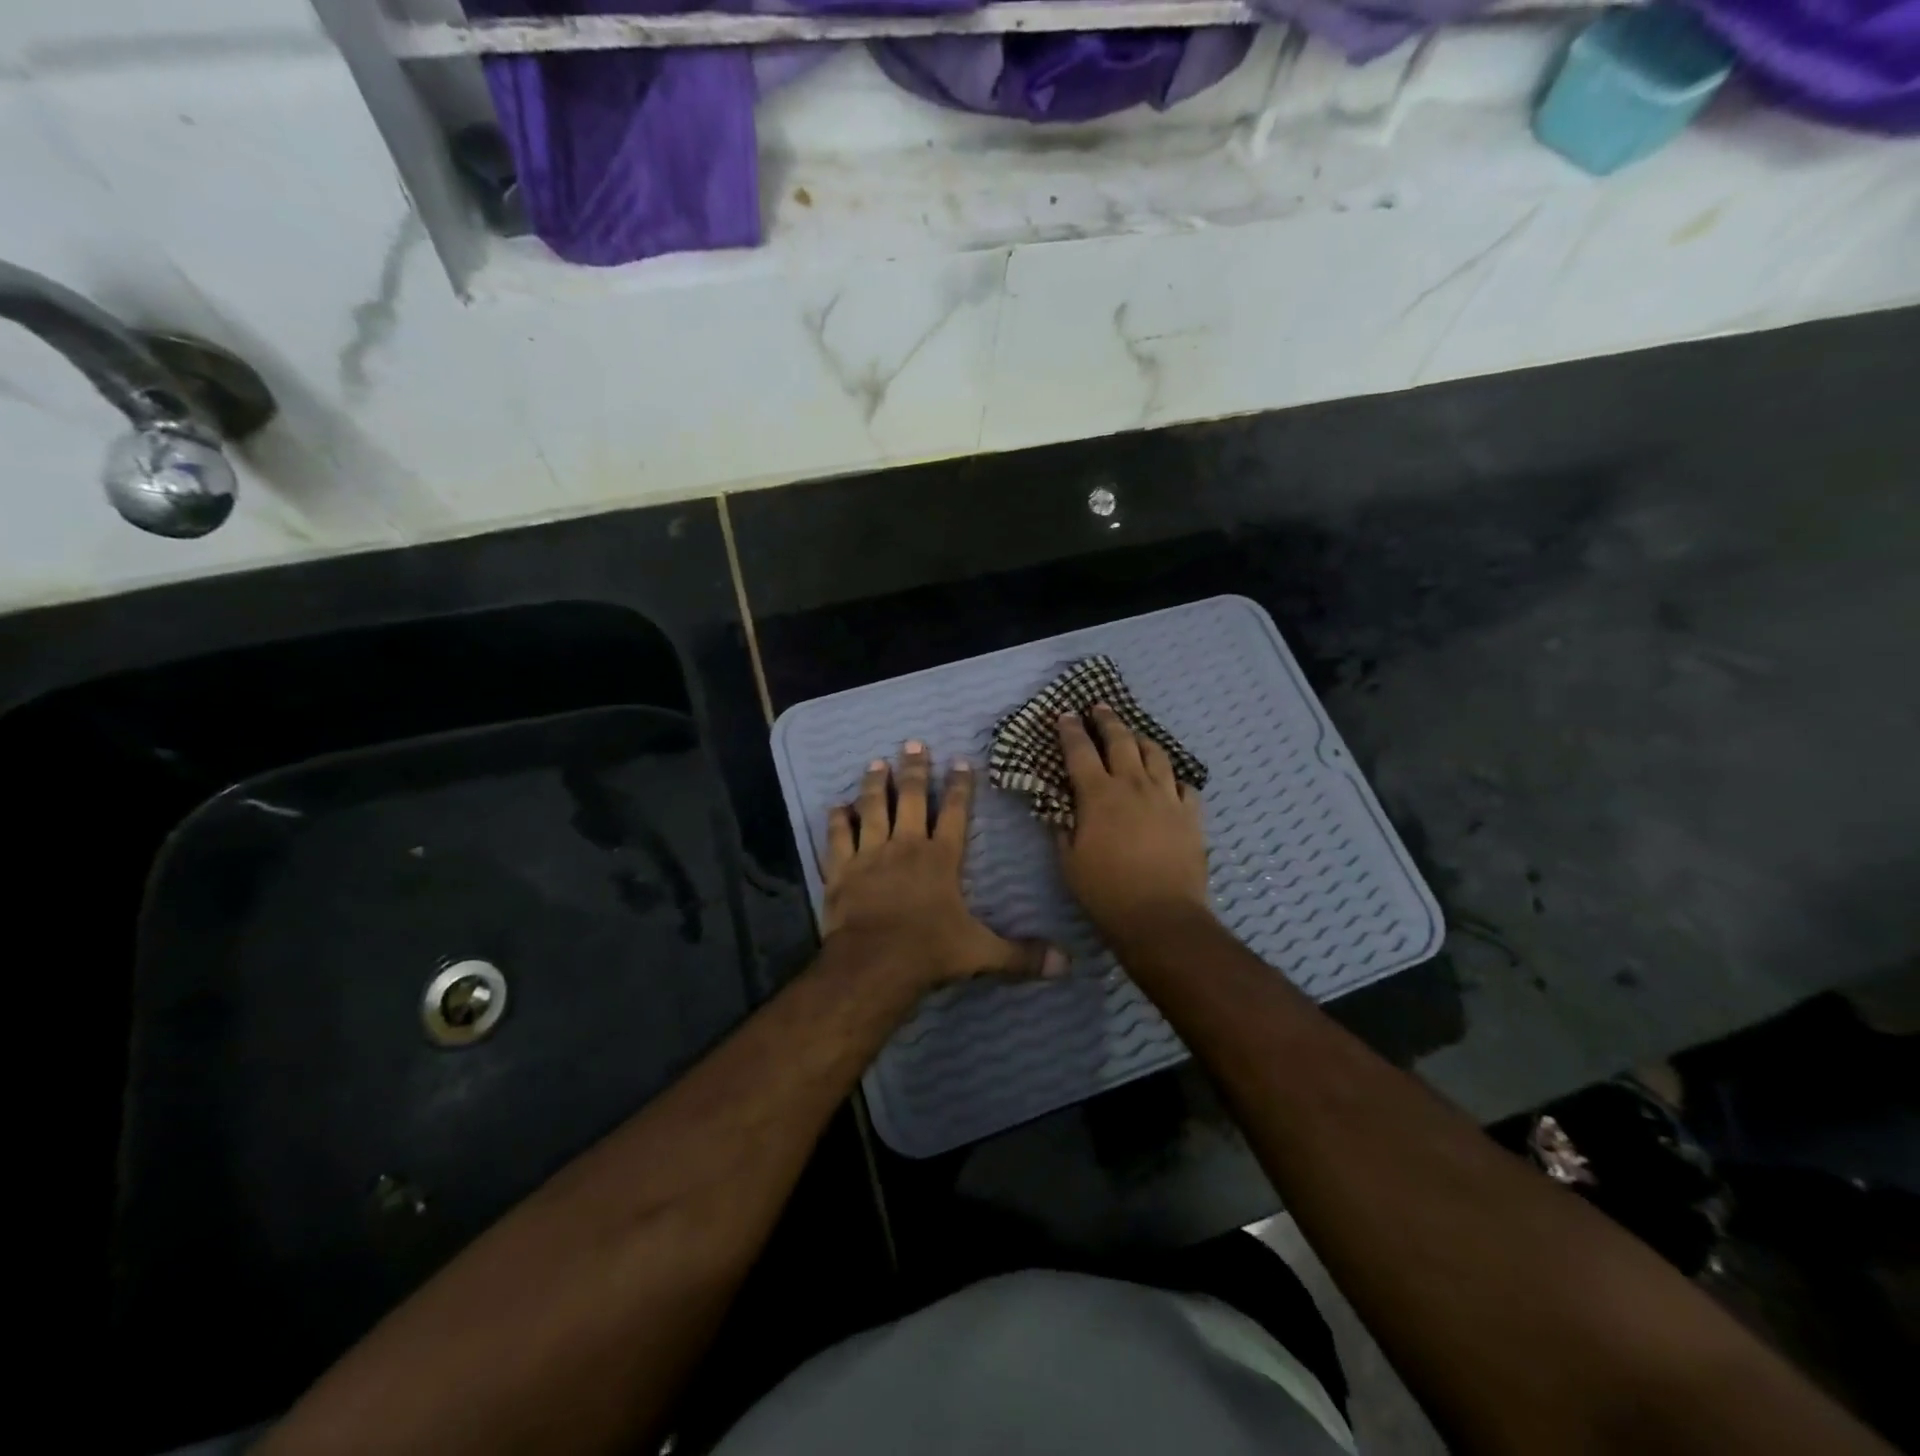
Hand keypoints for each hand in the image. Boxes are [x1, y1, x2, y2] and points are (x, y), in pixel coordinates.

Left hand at [824, 741, 1064, 991]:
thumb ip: (1022, 955)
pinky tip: (837, 805)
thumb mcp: (982, 953)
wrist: (873, 964)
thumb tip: (1067, 963)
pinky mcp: (841, 870)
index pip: (955, 813)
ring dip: (875, 785)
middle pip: (911, 799)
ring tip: (876, 762)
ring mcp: (870, 855)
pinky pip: (838, 838)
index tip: (960, 761)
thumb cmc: (929, 952)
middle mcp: (906, 846)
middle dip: (914, 770)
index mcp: (941, 859)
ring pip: (873, 808)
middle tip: (913, 743)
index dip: (959, 787)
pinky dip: (837, 820)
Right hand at [1055, 706, 1212, 943]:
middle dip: (1107, 720)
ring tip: (1134, 735)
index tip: (1066, 714)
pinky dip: (1172, 777)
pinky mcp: (1191, 814)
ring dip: (1141, 739)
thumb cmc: (1106, 892)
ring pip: (1156, 754)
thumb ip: (1063, 829)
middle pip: (1121, 740)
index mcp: (1099, 795)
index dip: (1070, 730)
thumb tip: (1059, 809)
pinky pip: (1183, 784)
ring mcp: (1167, 797)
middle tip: (1099, 707)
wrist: (1161, 916)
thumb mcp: (1068, 861)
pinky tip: (1168, 780)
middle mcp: (1134, 785)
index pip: (1080, 751)